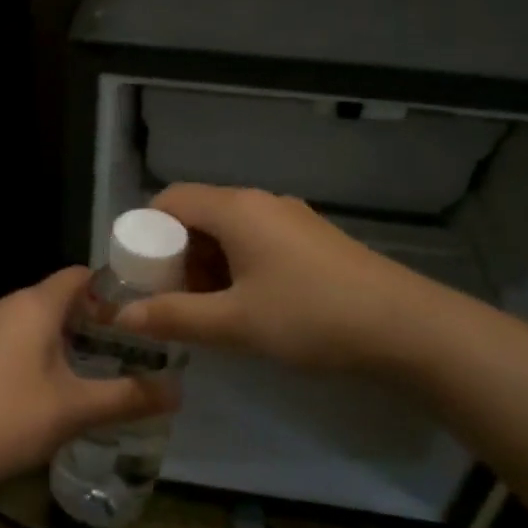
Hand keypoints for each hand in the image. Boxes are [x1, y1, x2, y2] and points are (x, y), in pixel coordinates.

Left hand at [0, 267, 176, 489]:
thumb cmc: (9, 418)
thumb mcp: (76, 410)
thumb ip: (129, 397)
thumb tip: (179, 391)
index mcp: (33, 305)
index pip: (79, 275)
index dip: (111, 288)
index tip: (140, 314)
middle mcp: (5, 306)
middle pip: (57, 299)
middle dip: (92, 319)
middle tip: (127, 349)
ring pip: (33, 322)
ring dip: (63, 339)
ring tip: (94, 369)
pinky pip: (12, 342)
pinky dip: (36, 354)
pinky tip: (48, 390)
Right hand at [114, 183, 420, 371]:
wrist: (405, 327)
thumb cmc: (310, 317)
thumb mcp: (234, 323)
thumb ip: (173, 317)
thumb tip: (122, 317)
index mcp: (237, 209)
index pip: (169, 200)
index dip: (145, 234)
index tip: (139, 277)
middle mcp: (261, 203)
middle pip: (198, 215)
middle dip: (175, 257)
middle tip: (171, 302)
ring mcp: (291, 220)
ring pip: (228, 232)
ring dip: (206, 267)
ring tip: (208, 312)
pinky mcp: (312, 241)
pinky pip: (256, 243)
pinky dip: (236, 268)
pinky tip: (247, 307)